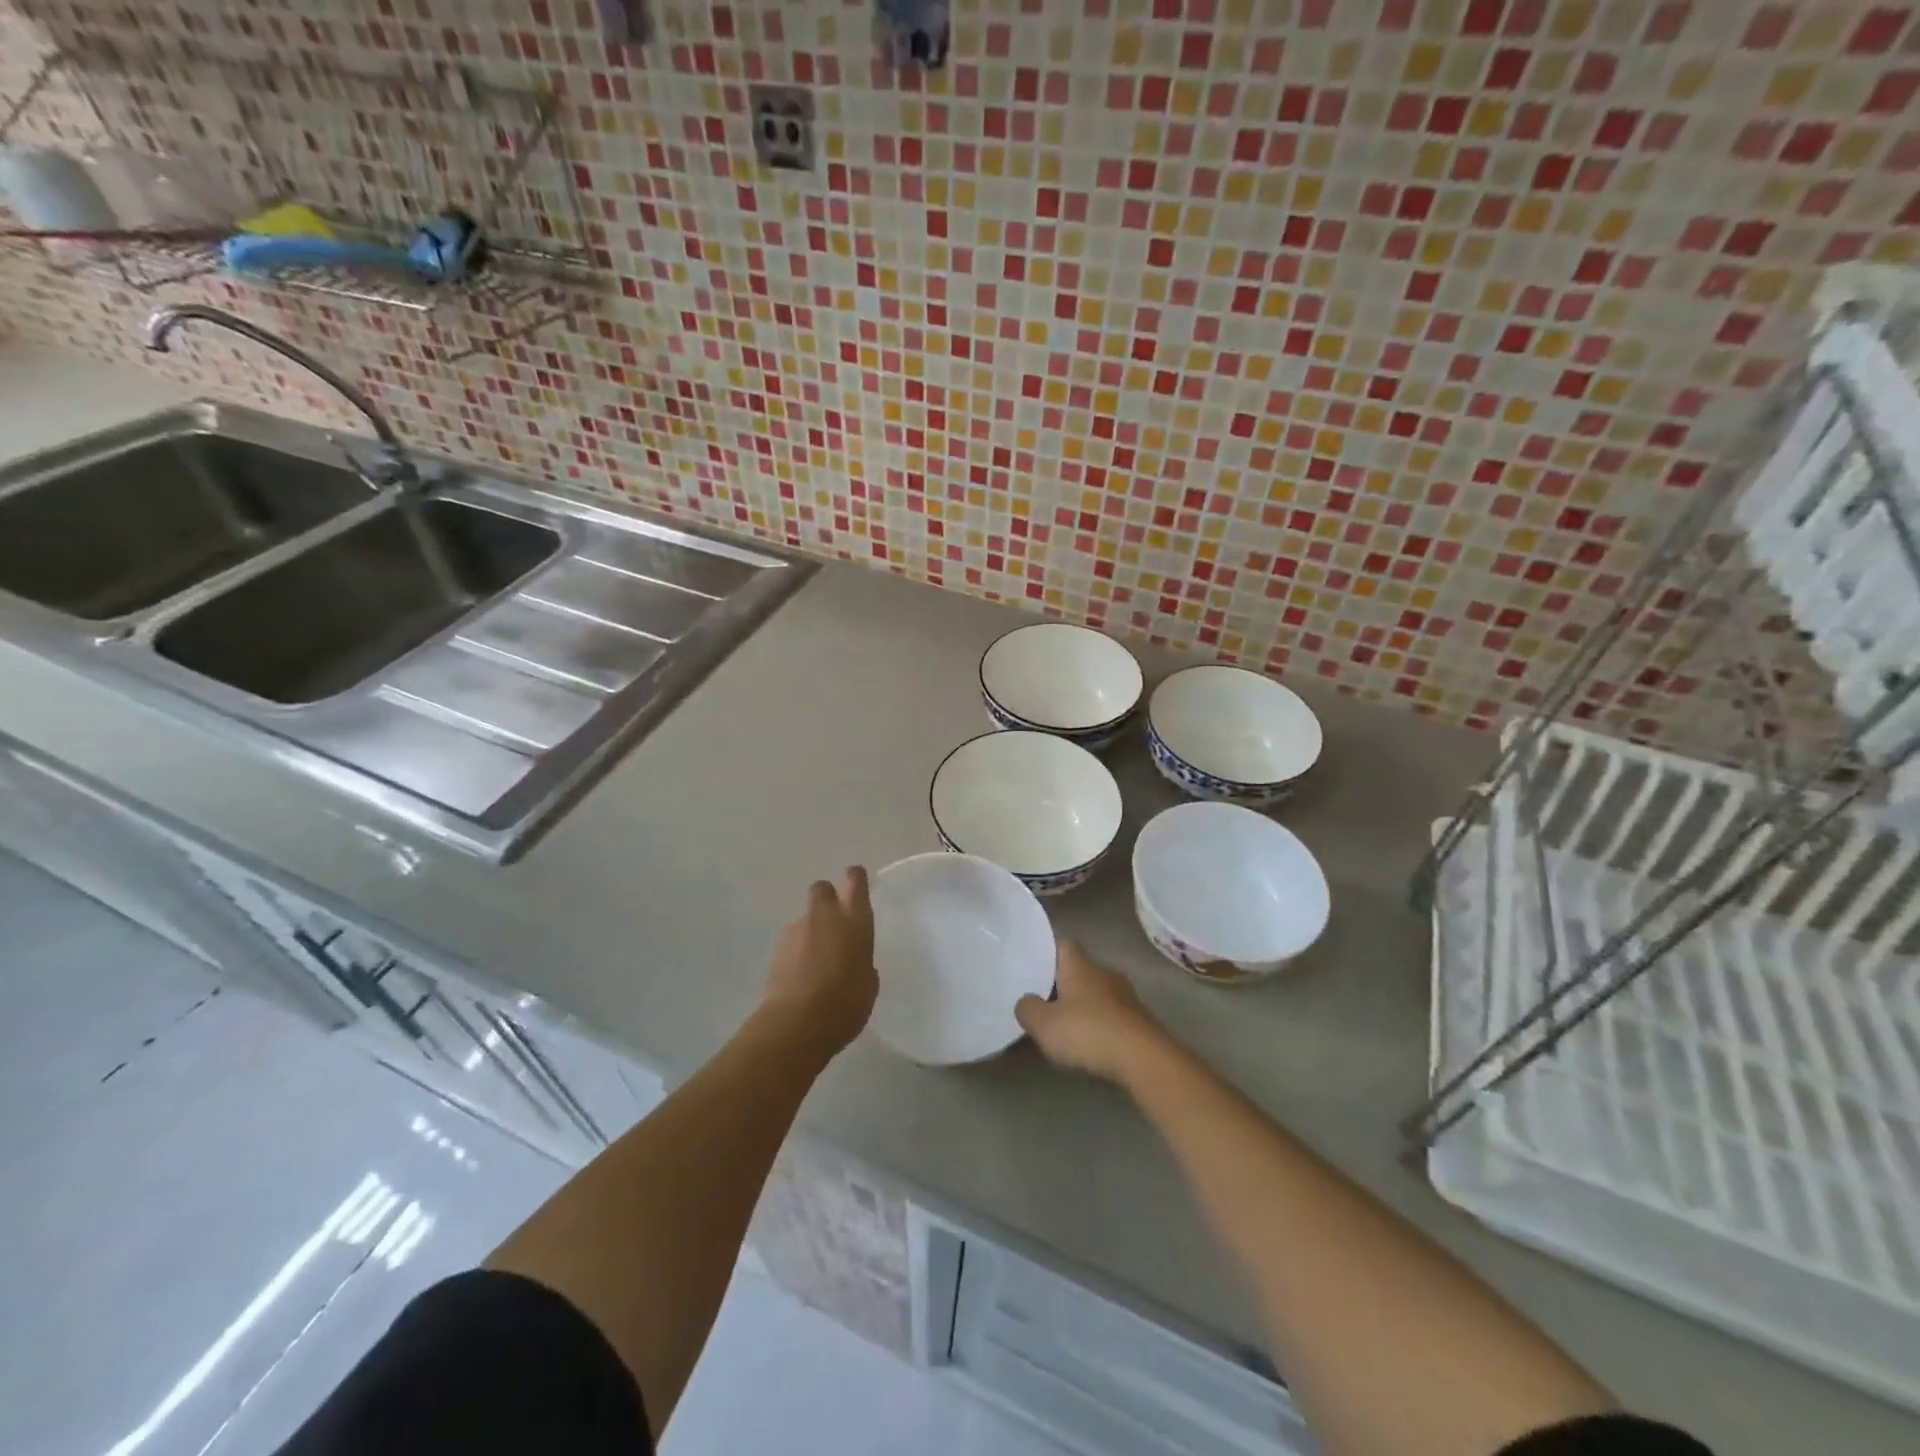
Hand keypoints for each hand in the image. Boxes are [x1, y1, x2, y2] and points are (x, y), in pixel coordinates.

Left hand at [760, 868, 877, 1059]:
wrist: (796, 1023)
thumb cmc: (846, 1003)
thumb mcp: (868, 984)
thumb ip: (862, 963)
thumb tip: (853, 960)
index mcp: (854, 920)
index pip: (855, 882)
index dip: (855, 878)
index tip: (856, 878)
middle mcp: (824, 917)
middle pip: (822, 889)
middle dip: (827, 897)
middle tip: (834, 919)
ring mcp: (796, 931)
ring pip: (805, 917)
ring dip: (811, 930)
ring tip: (818, 960)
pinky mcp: (776, 950)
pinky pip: (792, 942)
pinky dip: (797, 951)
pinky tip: (802, 975)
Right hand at [1016, 941, 1165, 1083]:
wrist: (1144, 1058)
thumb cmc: (1088, 1032)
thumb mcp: (1044, 1025)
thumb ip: (1027, 1009)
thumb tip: (1026, 1001)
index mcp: (1079, 964)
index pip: (1062, 945)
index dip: (1046, 955)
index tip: (1032, 970)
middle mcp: (1103, 971)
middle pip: (1079, 969)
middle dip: (1063, 983)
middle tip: (1043, 1002)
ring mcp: (1125, 994)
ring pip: (1097, 991)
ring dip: (1083, 1005)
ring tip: (1065, 1027)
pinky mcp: (1139, 1018)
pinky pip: (1112, 1013)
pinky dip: (1100, 1023)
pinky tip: (1091, 1043)